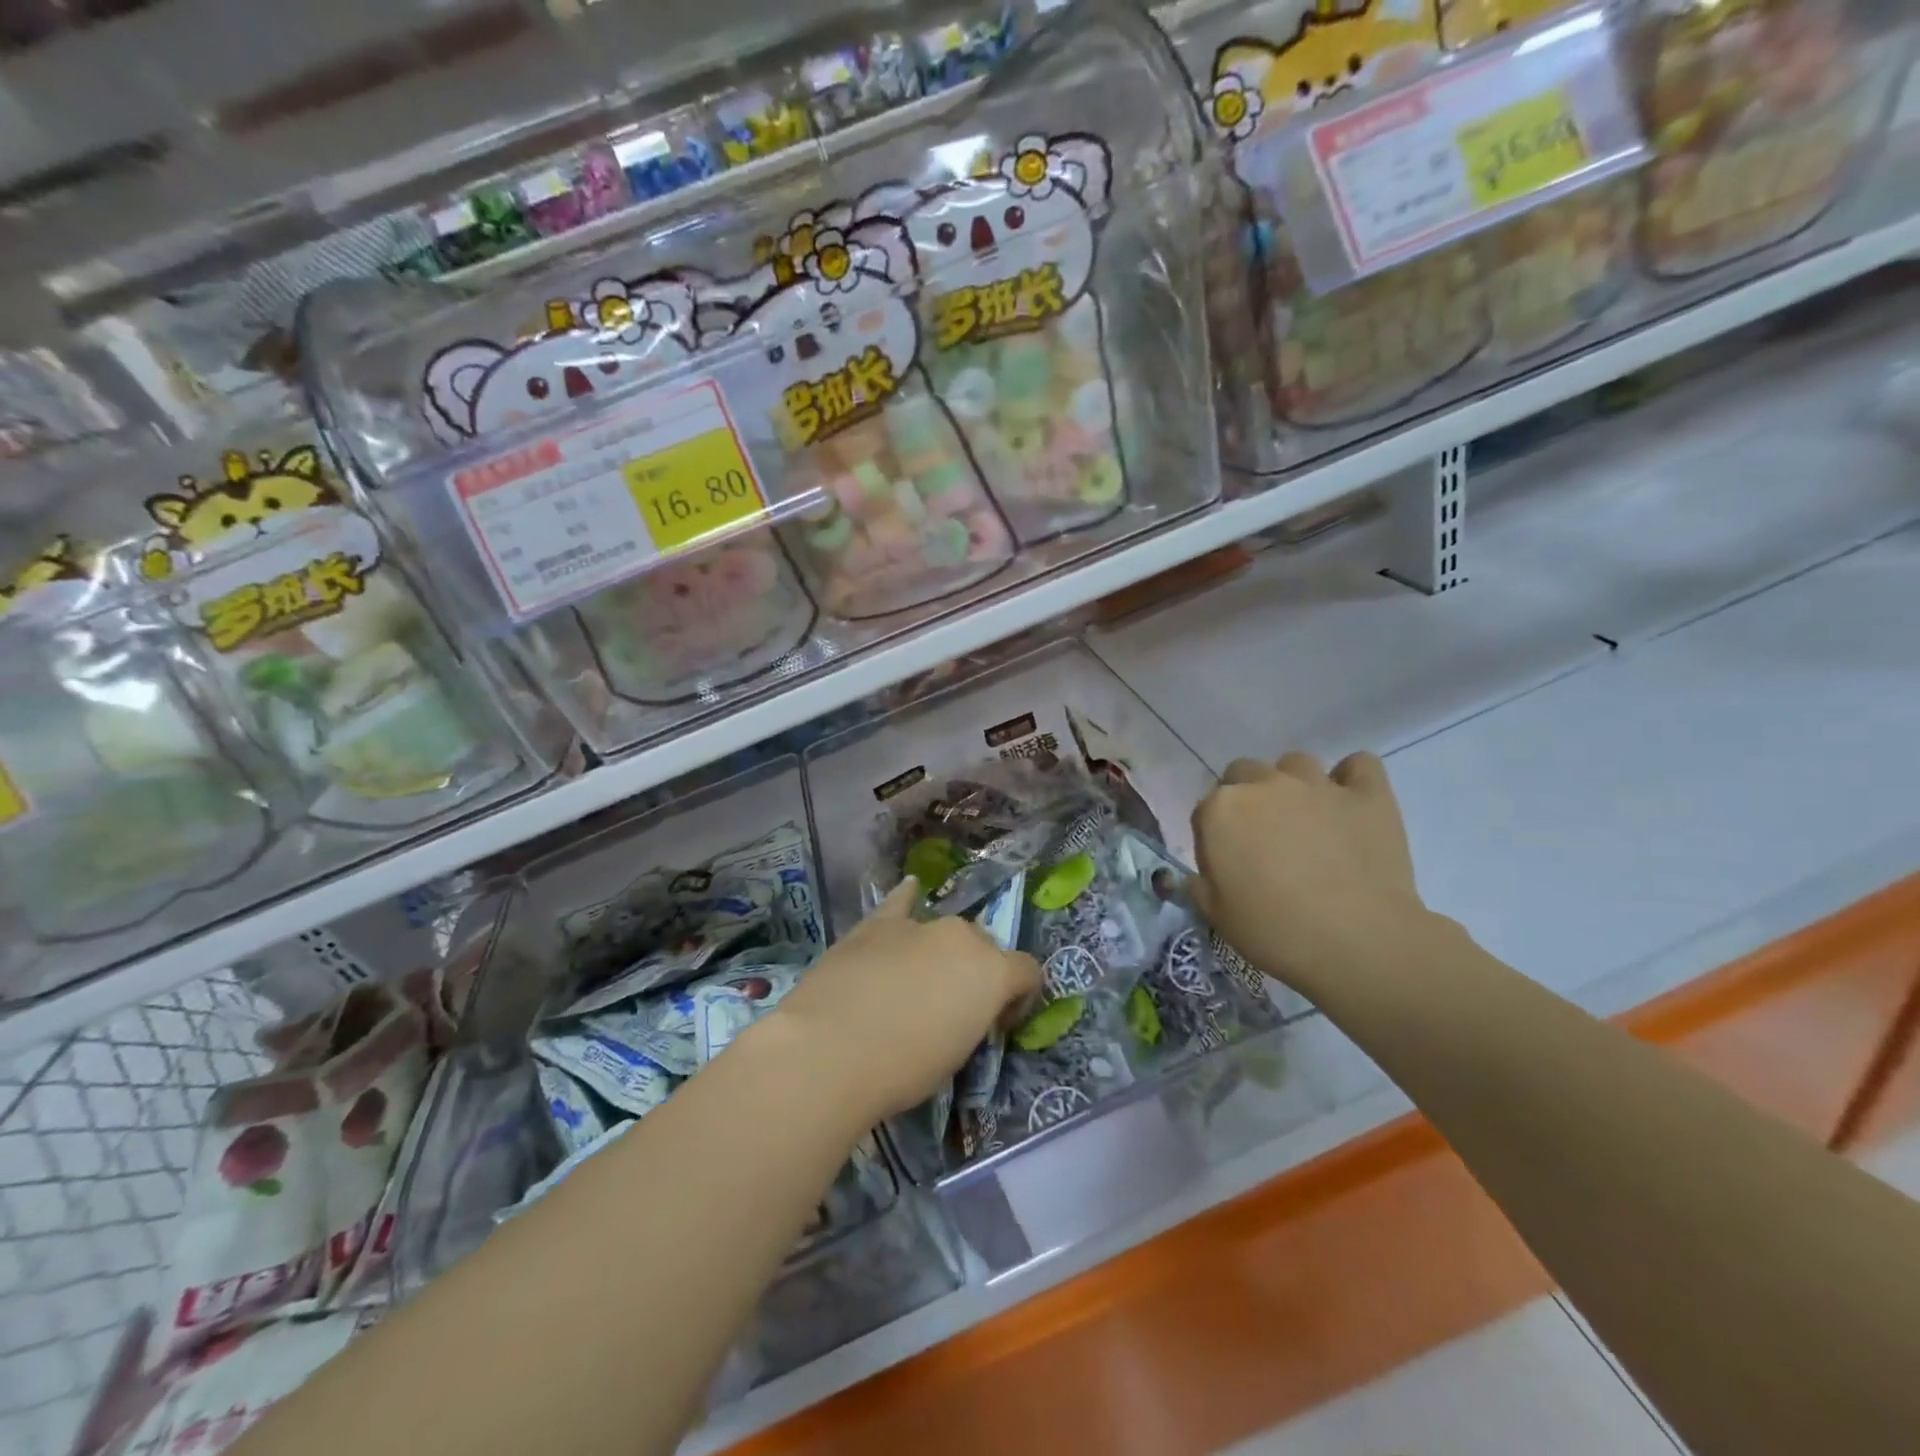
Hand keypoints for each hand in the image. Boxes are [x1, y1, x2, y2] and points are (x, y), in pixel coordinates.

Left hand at [766, 879, 1041, 1124]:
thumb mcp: (956, 1057)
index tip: (998, 1024)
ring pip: (944, 931)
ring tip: (918, 980)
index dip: (1019, 998)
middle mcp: (962, 937)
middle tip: (953, 1008)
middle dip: (978, 973)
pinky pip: (900, 903)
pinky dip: (906, 900)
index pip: (1028, 972)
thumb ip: (970, 1021)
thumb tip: (959, 1013)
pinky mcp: (876, 924)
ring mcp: (918, 925)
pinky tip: (909, 890)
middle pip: (984, 947)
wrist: (830, 1050)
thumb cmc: (903, 1070)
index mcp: (993, 972)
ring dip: (941, 951)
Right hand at [1190, 751, 1431, 997]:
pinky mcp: (1367, 794)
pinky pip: (1359, 765)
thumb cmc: (1275, 932)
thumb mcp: (1217, 916)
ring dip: (1295, 784)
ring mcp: (1317, 784)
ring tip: (1307, 819)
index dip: (1216, 834)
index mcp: (1220, 810)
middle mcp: (1264, 784)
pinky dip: (1353, 778)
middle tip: (1264, 837)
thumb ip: (1201, 887)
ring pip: (1297, 763)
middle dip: (1249, 797)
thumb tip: (1198, 877)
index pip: (1206, 808)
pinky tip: (1351, 803)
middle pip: (1245, 772)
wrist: (1357, 942)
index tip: (1229, 862)